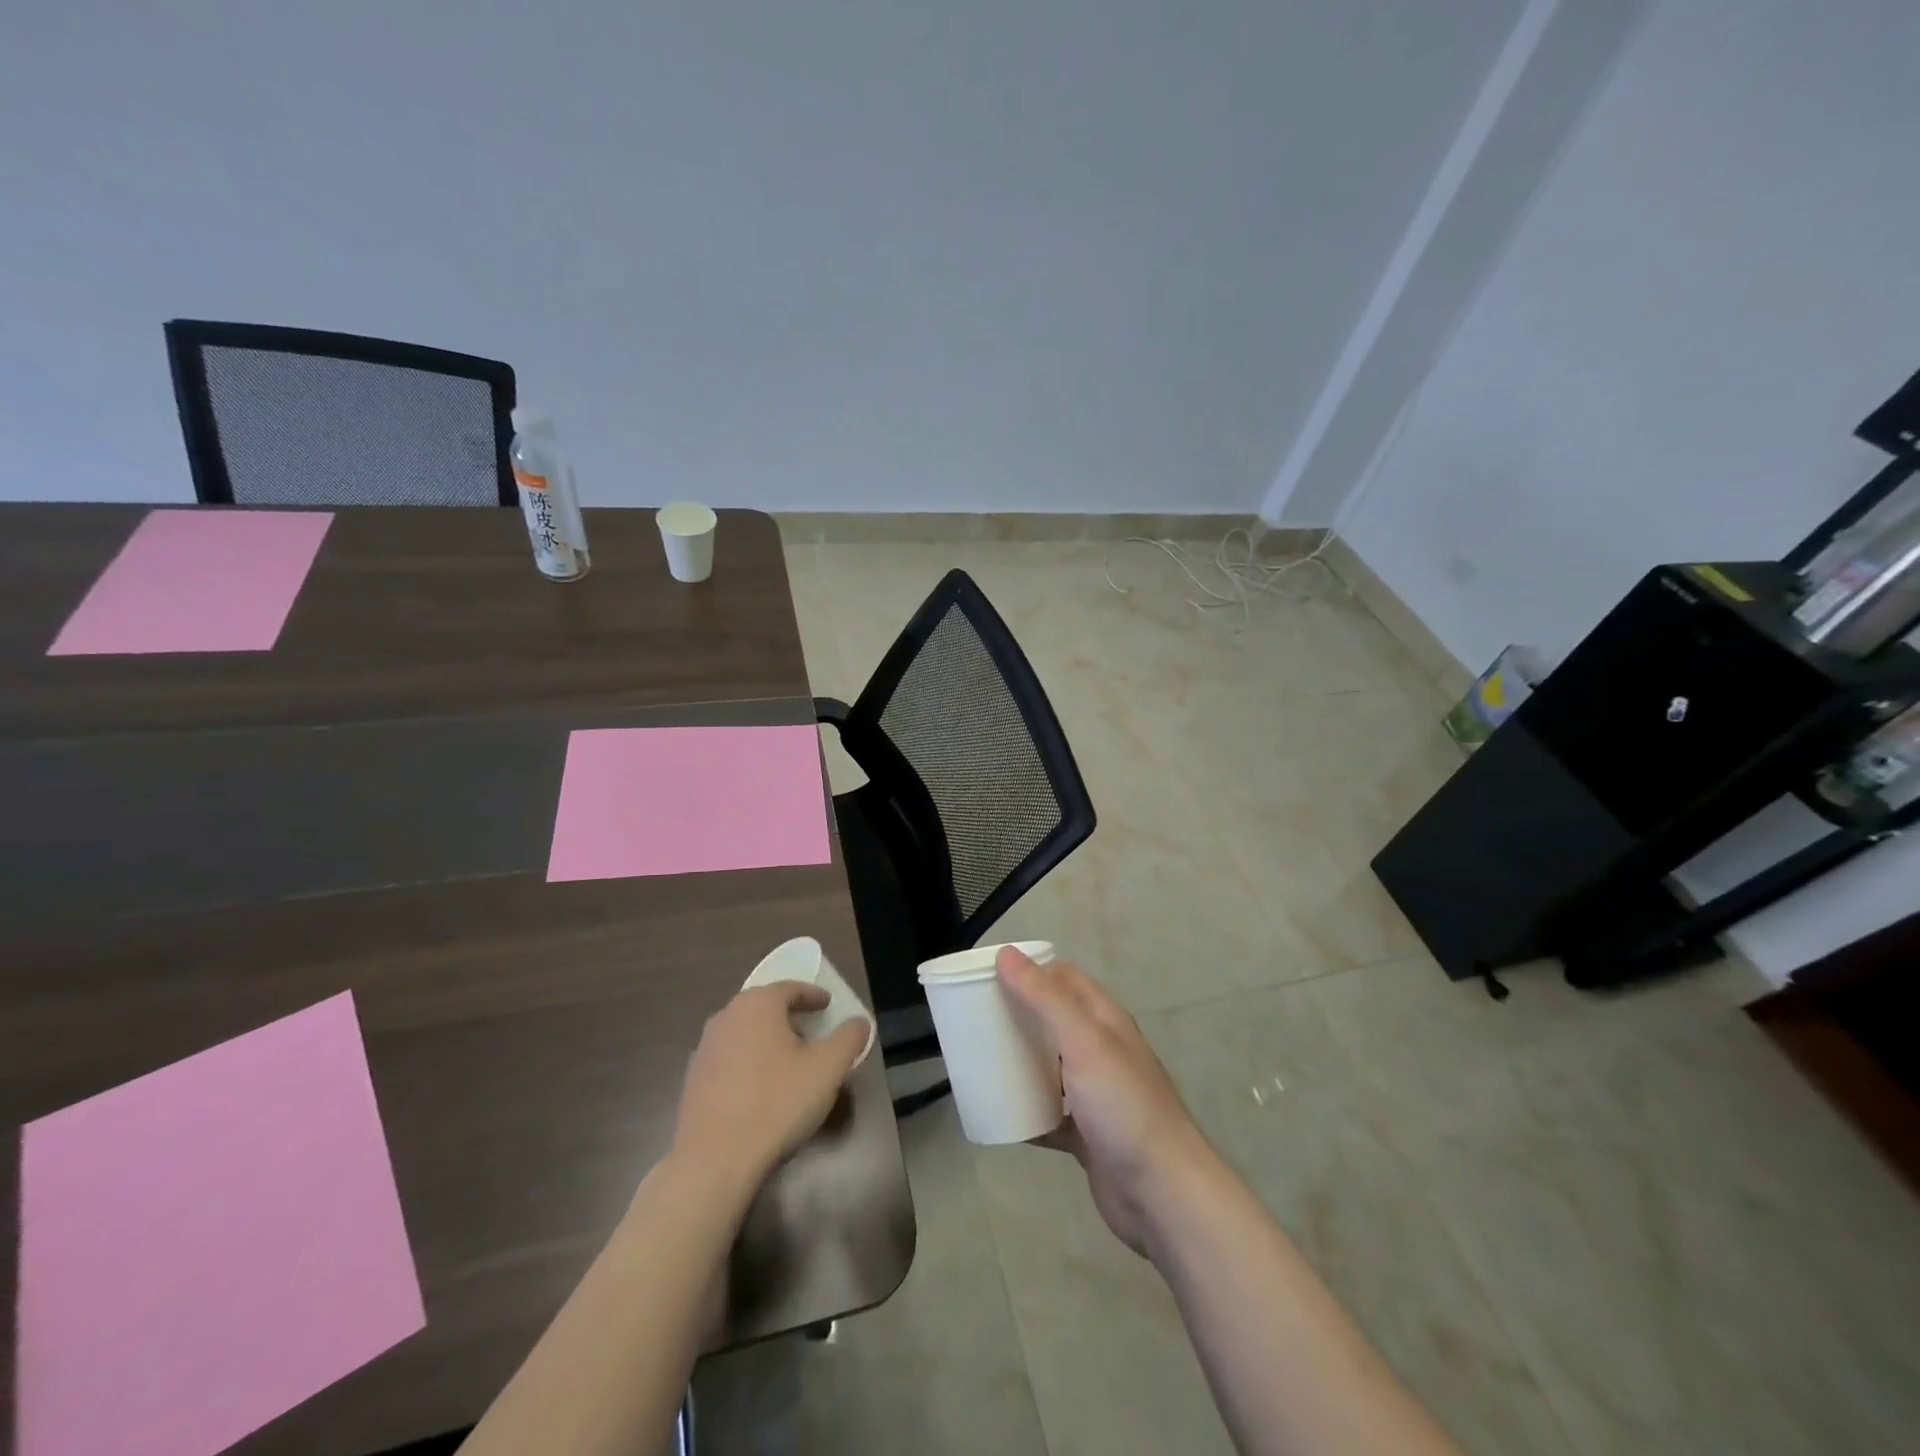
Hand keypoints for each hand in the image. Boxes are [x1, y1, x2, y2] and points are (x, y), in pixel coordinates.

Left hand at [670, 982, 869, 1194]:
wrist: (714, 1161)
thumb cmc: (777, 1103)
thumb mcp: (828, 1068)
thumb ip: (849, 1038)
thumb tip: (859, 1022)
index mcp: (758, 1004)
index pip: (791, 988)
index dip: (813, 995)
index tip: (829, 1005)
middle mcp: (727, 1016)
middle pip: (765, 1006)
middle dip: (790, 1016)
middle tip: (812, 1032)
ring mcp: (705, 1048)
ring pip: (745, 1032)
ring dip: (768, 1039)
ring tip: (788, 1061)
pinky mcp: (692, 1079)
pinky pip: (729, 1058)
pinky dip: (748, 1062)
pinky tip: (760, 1088)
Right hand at [998, 947, 1212, 1257]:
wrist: (1162, 1194)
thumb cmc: (1123, 1106)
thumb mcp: (1083, 1041)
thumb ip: (1045, 998)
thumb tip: (1007, 954)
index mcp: (1105, 1020)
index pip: (1064, 978)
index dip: (1030, 971)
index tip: (989, 976)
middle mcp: (1101, 1050)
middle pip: (1053, 1021)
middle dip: (1019, 1016)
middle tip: (977, 1019)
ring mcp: (1095, 1094)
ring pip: (1050, 1067)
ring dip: (1021, 1063)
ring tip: (980, 1061)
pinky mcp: (1087, 1134)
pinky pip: (1049, 1113)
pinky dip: (1027, 1111)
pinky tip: (1000, 1114)